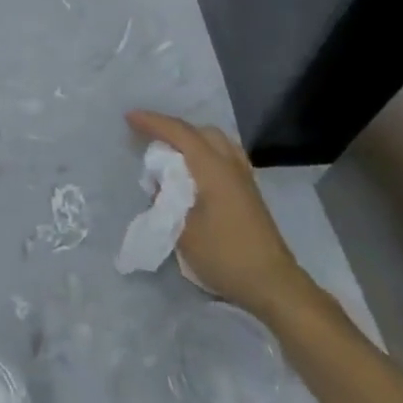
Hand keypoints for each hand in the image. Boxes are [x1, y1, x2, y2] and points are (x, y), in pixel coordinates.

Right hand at [126, 110, 313, 319]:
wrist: (273, 284)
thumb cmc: (225, 255)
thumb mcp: (183, 231)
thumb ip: (166, 200)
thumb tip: (160, 185)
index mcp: (213, 168)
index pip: (180, 133)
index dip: (152, 122)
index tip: (129, 117)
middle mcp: (231, 165)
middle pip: (201, 132)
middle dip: (173, 128)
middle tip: (149, 136)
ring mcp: (244, 178)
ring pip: (217, 141)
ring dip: (192, 139)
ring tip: (172, 151)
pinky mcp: (250, 192)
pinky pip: (225, 155)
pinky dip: (205, 152)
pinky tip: (196, 170)